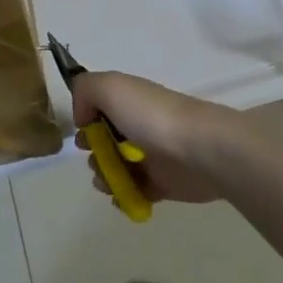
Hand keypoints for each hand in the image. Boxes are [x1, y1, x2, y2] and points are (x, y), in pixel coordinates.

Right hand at [71, 71, 245, 205]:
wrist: (199, 150)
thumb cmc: (151, 116)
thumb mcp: (110, 86)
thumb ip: (85, 90)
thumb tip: (83, 116)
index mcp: (130, 101)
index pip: (100, 109)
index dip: (87, 121)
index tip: (84, 132)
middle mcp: (140, 125)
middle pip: (105, 141)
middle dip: (93, 152)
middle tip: (97, 158)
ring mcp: (152, 156)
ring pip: (117, 168)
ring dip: (104, 176)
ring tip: (110, 181)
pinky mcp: (163, 184)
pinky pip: (135, 192)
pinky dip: (124, 196)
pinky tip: (121, 196)